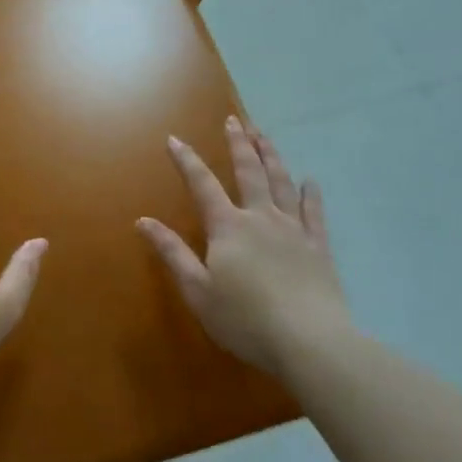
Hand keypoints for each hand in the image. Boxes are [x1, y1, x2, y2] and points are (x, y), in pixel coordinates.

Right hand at [137, 115, 354, 378]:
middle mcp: (261, 218)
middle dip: (239, 144)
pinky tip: (310, 182)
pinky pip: (314, 212)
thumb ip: (172, 252)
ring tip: (264, 135)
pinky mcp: (318, 247)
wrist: (309, 341)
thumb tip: (143, 221)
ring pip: (282, 183)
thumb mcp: (197, 290)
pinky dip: (311, 194)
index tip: (174, 139)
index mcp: (228, 227)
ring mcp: (294, 230)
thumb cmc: (244, 319)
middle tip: (234, 120)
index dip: (187, 160)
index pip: (202, 185)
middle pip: (249, 172)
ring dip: (271, 156)